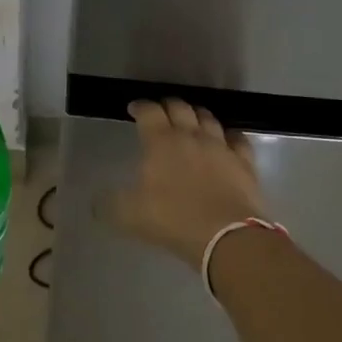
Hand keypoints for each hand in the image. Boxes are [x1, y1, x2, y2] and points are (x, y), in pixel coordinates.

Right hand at [108, 98, 268, 271]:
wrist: (226, 236)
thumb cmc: (173, 219)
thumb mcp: (129, 216)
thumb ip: (110, 205)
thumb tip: (97, 203)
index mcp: (161, 142)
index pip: (149, 112)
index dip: (140, 106)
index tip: (134, 108)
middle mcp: (191, 136)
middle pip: (180, 107)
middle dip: (168, 105)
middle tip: (161, 111)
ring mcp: (221, 147)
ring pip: (208, 118)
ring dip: (197, 115)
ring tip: (192, 119)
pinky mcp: (244, 162)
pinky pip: (237, 139)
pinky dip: (229, 135)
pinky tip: (227, 139)